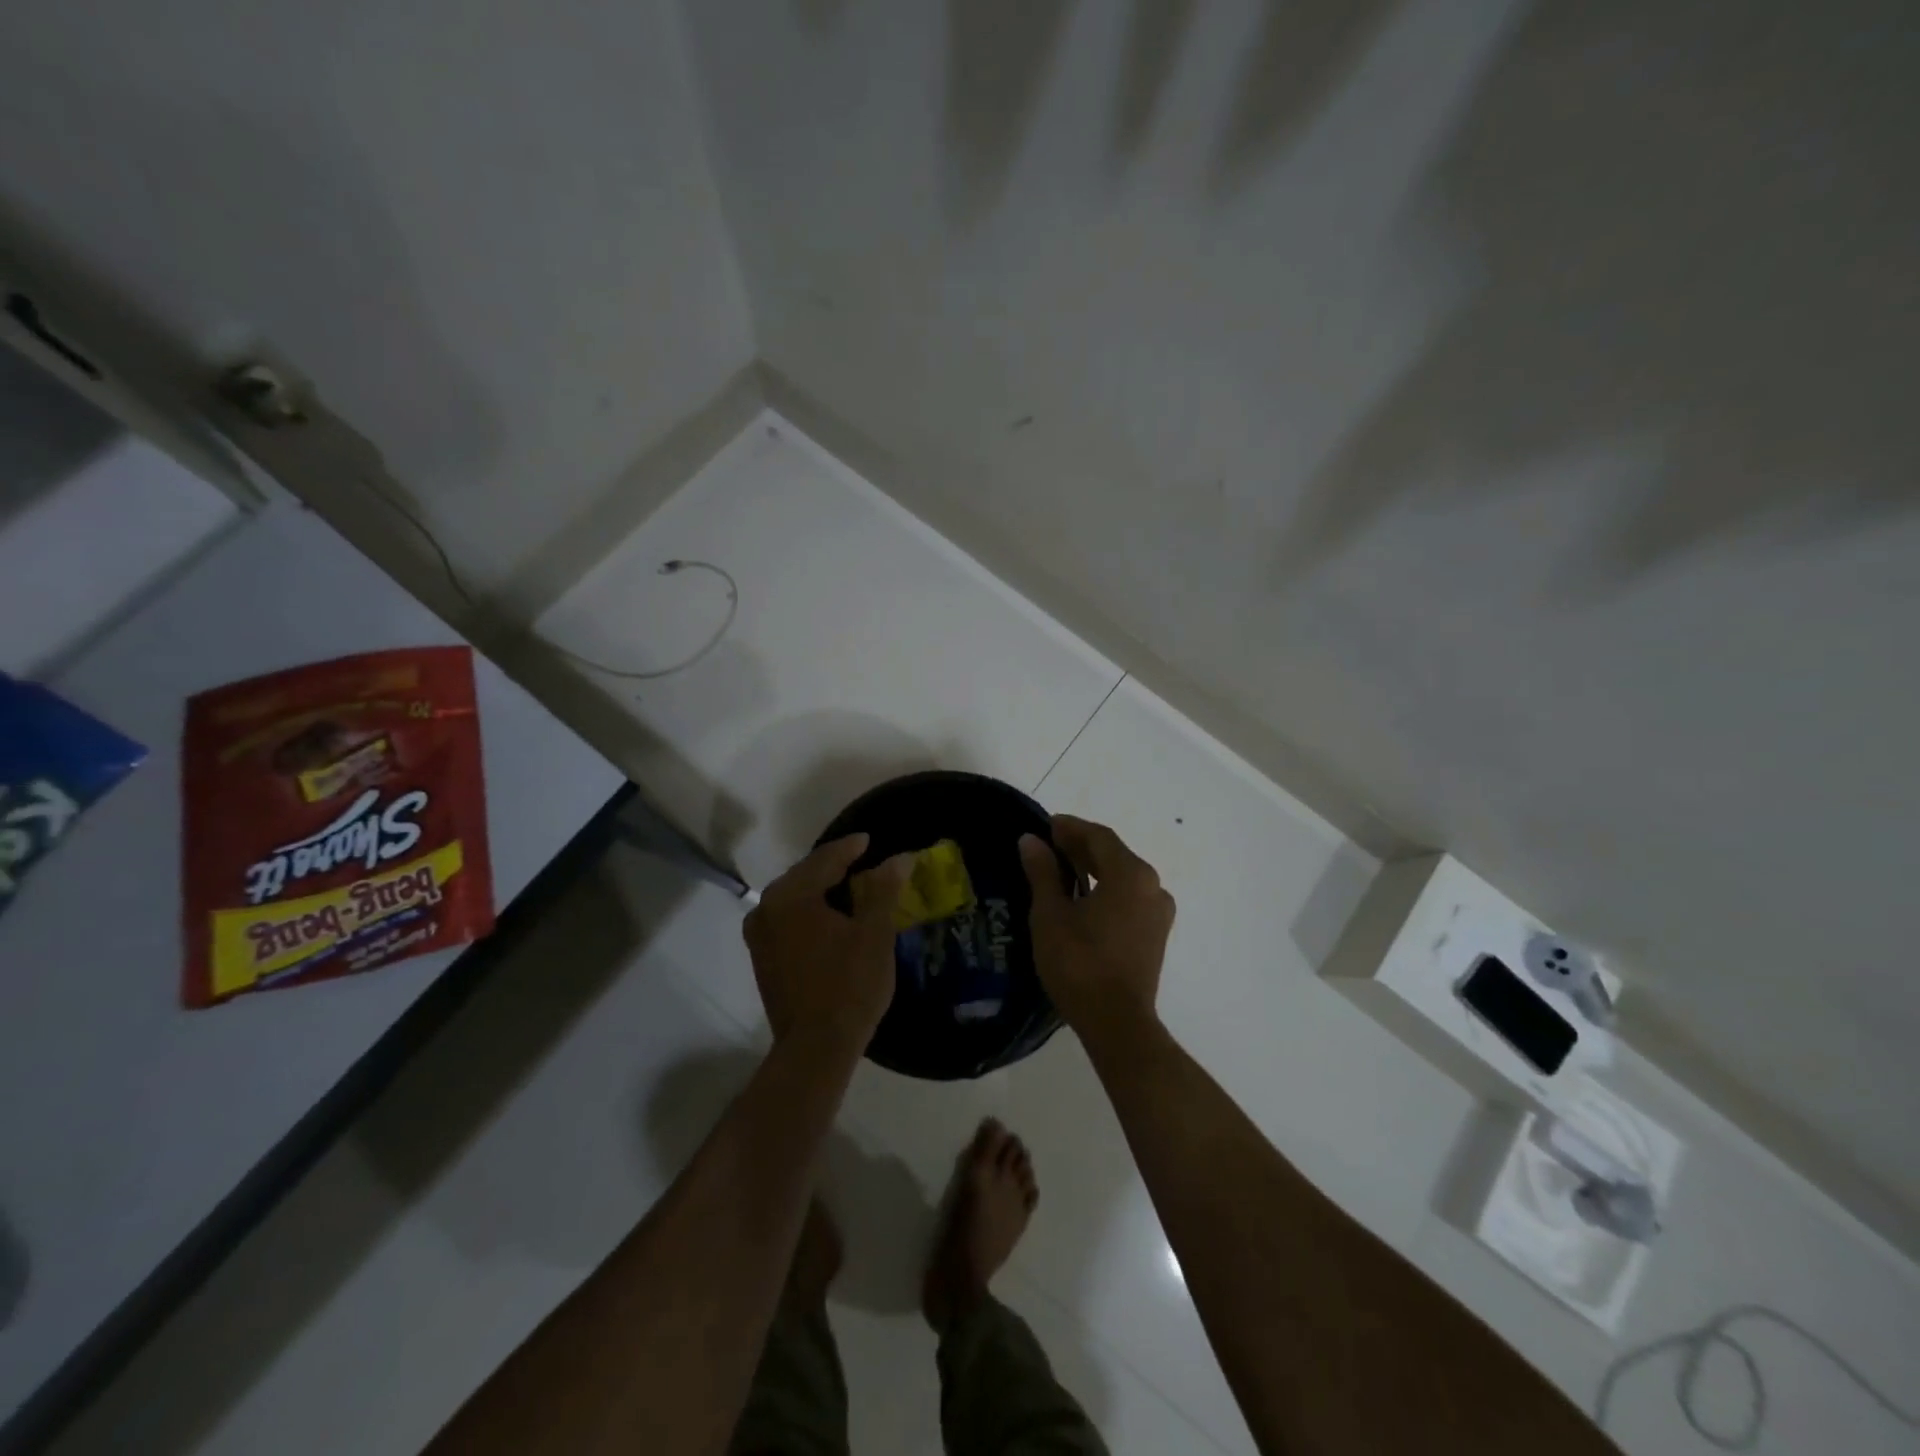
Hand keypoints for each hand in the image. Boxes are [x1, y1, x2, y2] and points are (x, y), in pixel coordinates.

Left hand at [745, 834, 912, 1049]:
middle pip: (804, 876)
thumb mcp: (874, 933)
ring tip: (849, 887)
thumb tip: (899, 858)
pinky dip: (809, 912)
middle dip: (833, 867)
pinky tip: (829, 917)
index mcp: (791, 896)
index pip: (824, 860)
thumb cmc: (849, 986)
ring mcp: (759, 936)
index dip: (850, 848)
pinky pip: (787, 919)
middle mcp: (766, 909)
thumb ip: (883, 889)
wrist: (815, 1048)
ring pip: (794, 898)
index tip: (868, 840)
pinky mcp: (762, 958)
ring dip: (820, 890)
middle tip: (861, 861)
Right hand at [1020, 814, 1174, 1038]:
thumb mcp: (1051, 914)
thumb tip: (1031, 841)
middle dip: (1082, 847)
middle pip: (1114, 854)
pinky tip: (1083, 900)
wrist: (1116, 1023)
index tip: (1046, 825)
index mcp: (1131, 874)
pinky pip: (1130, 898)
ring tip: (1062, 871)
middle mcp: (1153, 886)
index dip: (1071, 828)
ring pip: (1123, 877)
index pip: (1099, 837)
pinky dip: (1107, 890)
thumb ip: (1043, 872)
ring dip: (1094, 869)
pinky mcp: (1156, 935)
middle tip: (1049, 845)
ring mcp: (1159, 912)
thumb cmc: (1079, 963)